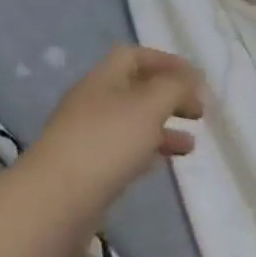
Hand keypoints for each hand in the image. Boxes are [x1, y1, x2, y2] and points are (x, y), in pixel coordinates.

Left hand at [25, 47, 205, 205]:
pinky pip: (123, 151)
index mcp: (103, 78)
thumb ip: (174, 87)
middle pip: (135, 89)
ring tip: (191, 145)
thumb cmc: (107, 143)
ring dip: (163, 128)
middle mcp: (92, 102)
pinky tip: (164, 163)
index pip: (134, 56)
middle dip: (169, 97)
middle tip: (199, 113)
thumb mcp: (149, 106)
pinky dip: (147, 151)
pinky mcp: (87, 168)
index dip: (166, 62)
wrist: (56, 200)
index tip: (196, 79)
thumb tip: (191, 77)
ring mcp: (87, 136)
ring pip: (131, 123)